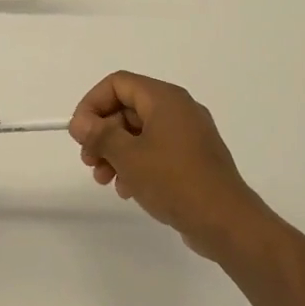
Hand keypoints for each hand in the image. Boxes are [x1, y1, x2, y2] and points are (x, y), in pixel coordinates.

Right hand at [69, 71, 271, 259]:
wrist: (225, 221)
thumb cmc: (174, 181)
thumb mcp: (128, 156)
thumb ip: (100, 134)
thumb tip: (80, 122)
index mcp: (165, 98)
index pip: (118, 84)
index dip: (92, 104)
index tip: (79, 133)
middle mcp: (178, 109)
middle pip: (128, 108)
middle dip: (102, 133)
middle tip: (88, 160)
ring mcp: (189, 134)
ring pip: (140, 132)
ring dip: (116, 151)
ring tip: (104, 179)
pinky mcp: (193, 158)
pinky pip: (156, 150)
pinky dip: (137, 163)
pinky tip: (127, 189)